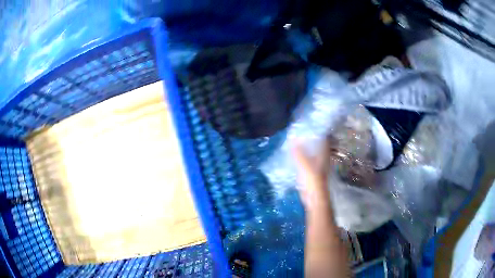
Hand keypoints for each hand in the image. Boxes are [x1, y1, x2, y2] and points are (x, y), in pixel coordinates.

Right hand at [292, 136, 335, 208]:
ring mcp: (317, 165)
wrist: (314, 197)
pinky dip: (301, 155)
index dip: (318, 130)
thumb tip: (293, 138)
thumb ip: (298, 152)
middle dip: (310, 137)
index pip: (323, 138)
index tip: (309, 124)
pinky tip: (294, 153)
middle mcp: (322, 157)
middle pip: (317, 144)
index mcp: (323, 154)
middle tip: (299, 130)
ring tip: (295, 139)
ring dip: (305, 146)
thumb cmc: (312, 180)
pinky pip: (306, 159)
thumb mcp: (304, 164)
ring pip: (312, 152)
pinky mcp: (311, 171)